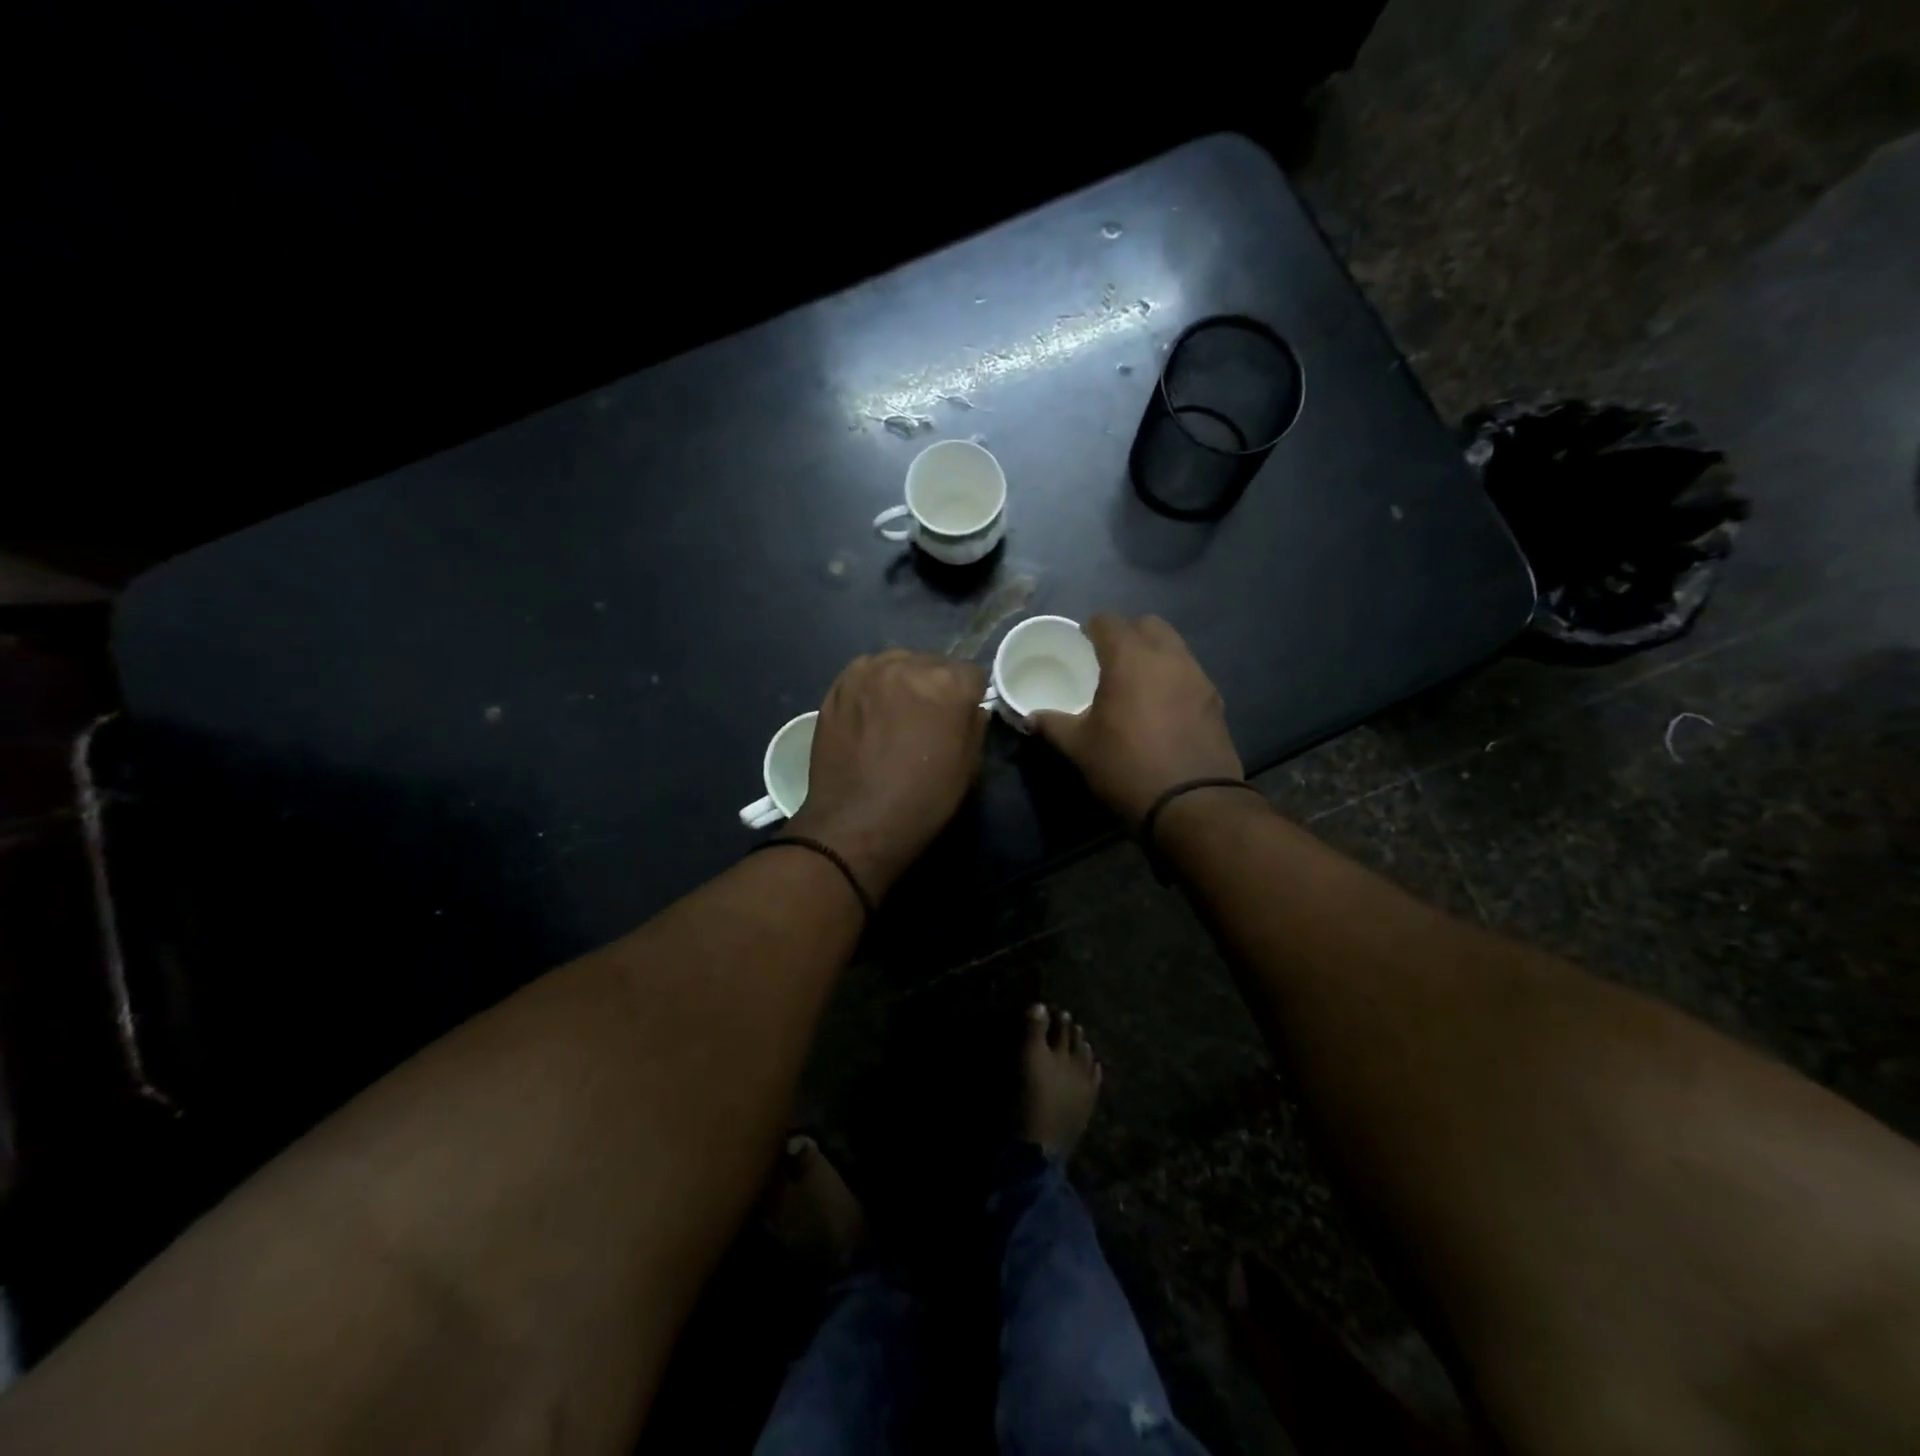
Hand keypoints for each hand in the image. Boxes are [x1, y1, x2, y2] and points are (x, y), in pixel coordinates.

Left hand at [786, 649, 988, 897]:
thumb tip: (970, 708)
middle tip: (926, 720)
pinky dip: (874, 686)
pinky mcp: (840, 684)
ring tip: (895, 715)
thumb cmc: (923, 800)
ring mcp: (870, 671)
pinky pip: (867, 672)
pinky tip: (870, 714)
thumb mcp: (969, 767)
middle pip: (934, 664)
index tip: (959, 720)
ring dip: (903, 682)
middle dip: (936, 686)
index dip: (968, 698)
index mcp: (949, 683)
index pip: (972, 674)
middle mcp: (910, 665)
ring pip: (899, 664)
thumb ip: (974, 725)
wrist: (857, 823)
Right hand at [1032, 614, 1243, 824]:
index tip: (1082, 642)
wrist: (1192, 803)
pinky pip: (1189, 673)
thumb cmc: (1126, 767)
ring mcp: (1197, 677)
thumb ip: (1053, 725)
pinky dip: (1173, 678)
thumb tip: (1030, 718)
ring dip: (1154, 654)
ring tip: (1136, 683)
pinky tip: (1161, 707)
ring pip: (1174, 647)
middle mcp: (1168, 657)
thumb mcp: (1080, 748)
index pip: (1109, 621)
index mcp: (1130, 658)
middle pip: (1149, 624)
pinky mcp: (1215, 700)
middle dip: (1128, 633)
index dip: (1092, 628)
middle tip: (1110, 659)